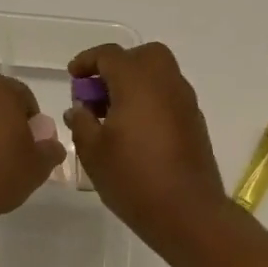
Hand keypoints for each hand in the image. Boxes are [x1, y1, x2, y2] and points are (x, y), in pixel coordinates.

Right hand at [66, 43, 229, 251]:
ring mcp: (185, 102)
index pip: (110, 55)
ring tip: (112, 115)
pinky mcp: (194, 122)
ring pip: (159, 75)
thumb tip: (79, 109)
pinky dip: (151, 101)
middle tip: (98, 92)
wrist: (187, 212)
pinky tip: (135, 131)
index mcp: (137, 82)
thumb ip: (81, 122)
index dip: (87, 62)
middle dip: (118, 66)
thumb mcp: (93, 151)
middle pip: (143, 56)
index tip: (73, 77)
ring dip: (135, 84)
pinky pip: (169, 97)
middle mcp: (166, 83)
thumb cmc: (133, 178)